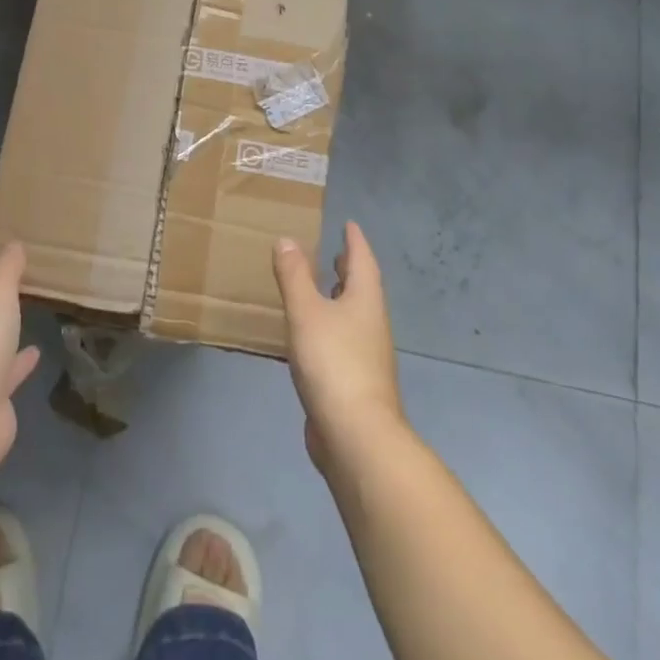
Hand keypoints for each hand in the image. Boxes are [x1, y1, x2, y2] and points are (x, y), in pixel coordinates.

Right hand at [272, 222, 403, 472]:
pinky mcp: (354, 382)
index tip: (348, 224)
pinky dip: (328, 327)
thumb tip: (287, 238)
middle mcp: (371, 324)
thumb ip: (295, 275)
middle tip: (335, 252)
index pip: (362, 260)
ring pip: (353, 316)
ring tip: (320, 288)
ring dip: (339, 298)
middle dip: (349, 269)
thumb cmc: (334, 363)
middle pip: (362, 288)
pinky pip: (341, 341)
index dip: (354, 241)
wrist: (356, 436)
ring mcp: (366, 356)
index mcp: (365, 301)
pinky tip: (309, 336)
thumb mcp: (307, 312)